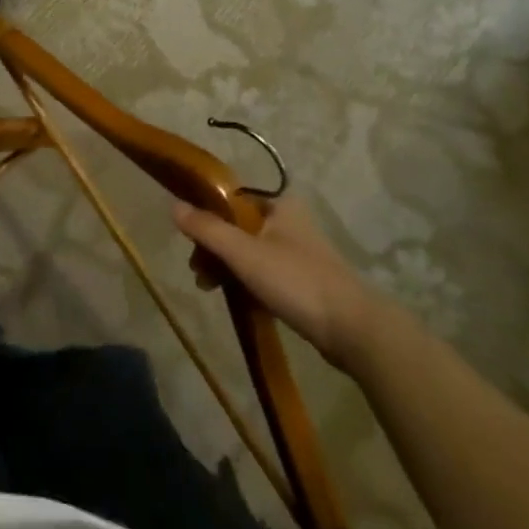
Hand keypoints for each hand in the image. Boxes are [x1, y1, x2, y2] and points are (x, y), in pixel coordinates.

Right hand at [173, 195, 384, 371]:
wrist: (354, 330)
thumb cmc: (297, 281)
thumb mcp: (244, 253)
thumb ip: (208, 229)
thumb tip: (173, 206)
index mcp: (279, 205)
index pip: (231, 199)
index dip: (206, 215)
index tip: (190, 240)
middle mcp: (289, 221)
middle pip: (237, 226)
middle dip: (213, 248)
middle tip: (198, 272)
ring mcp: (298, 251)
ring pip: (248, 251)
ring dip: (226, 267)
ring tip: (210, 289)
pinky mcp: (303, 280)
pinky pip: (264, 272)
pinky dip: (245, 281)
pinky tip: (235, 298)